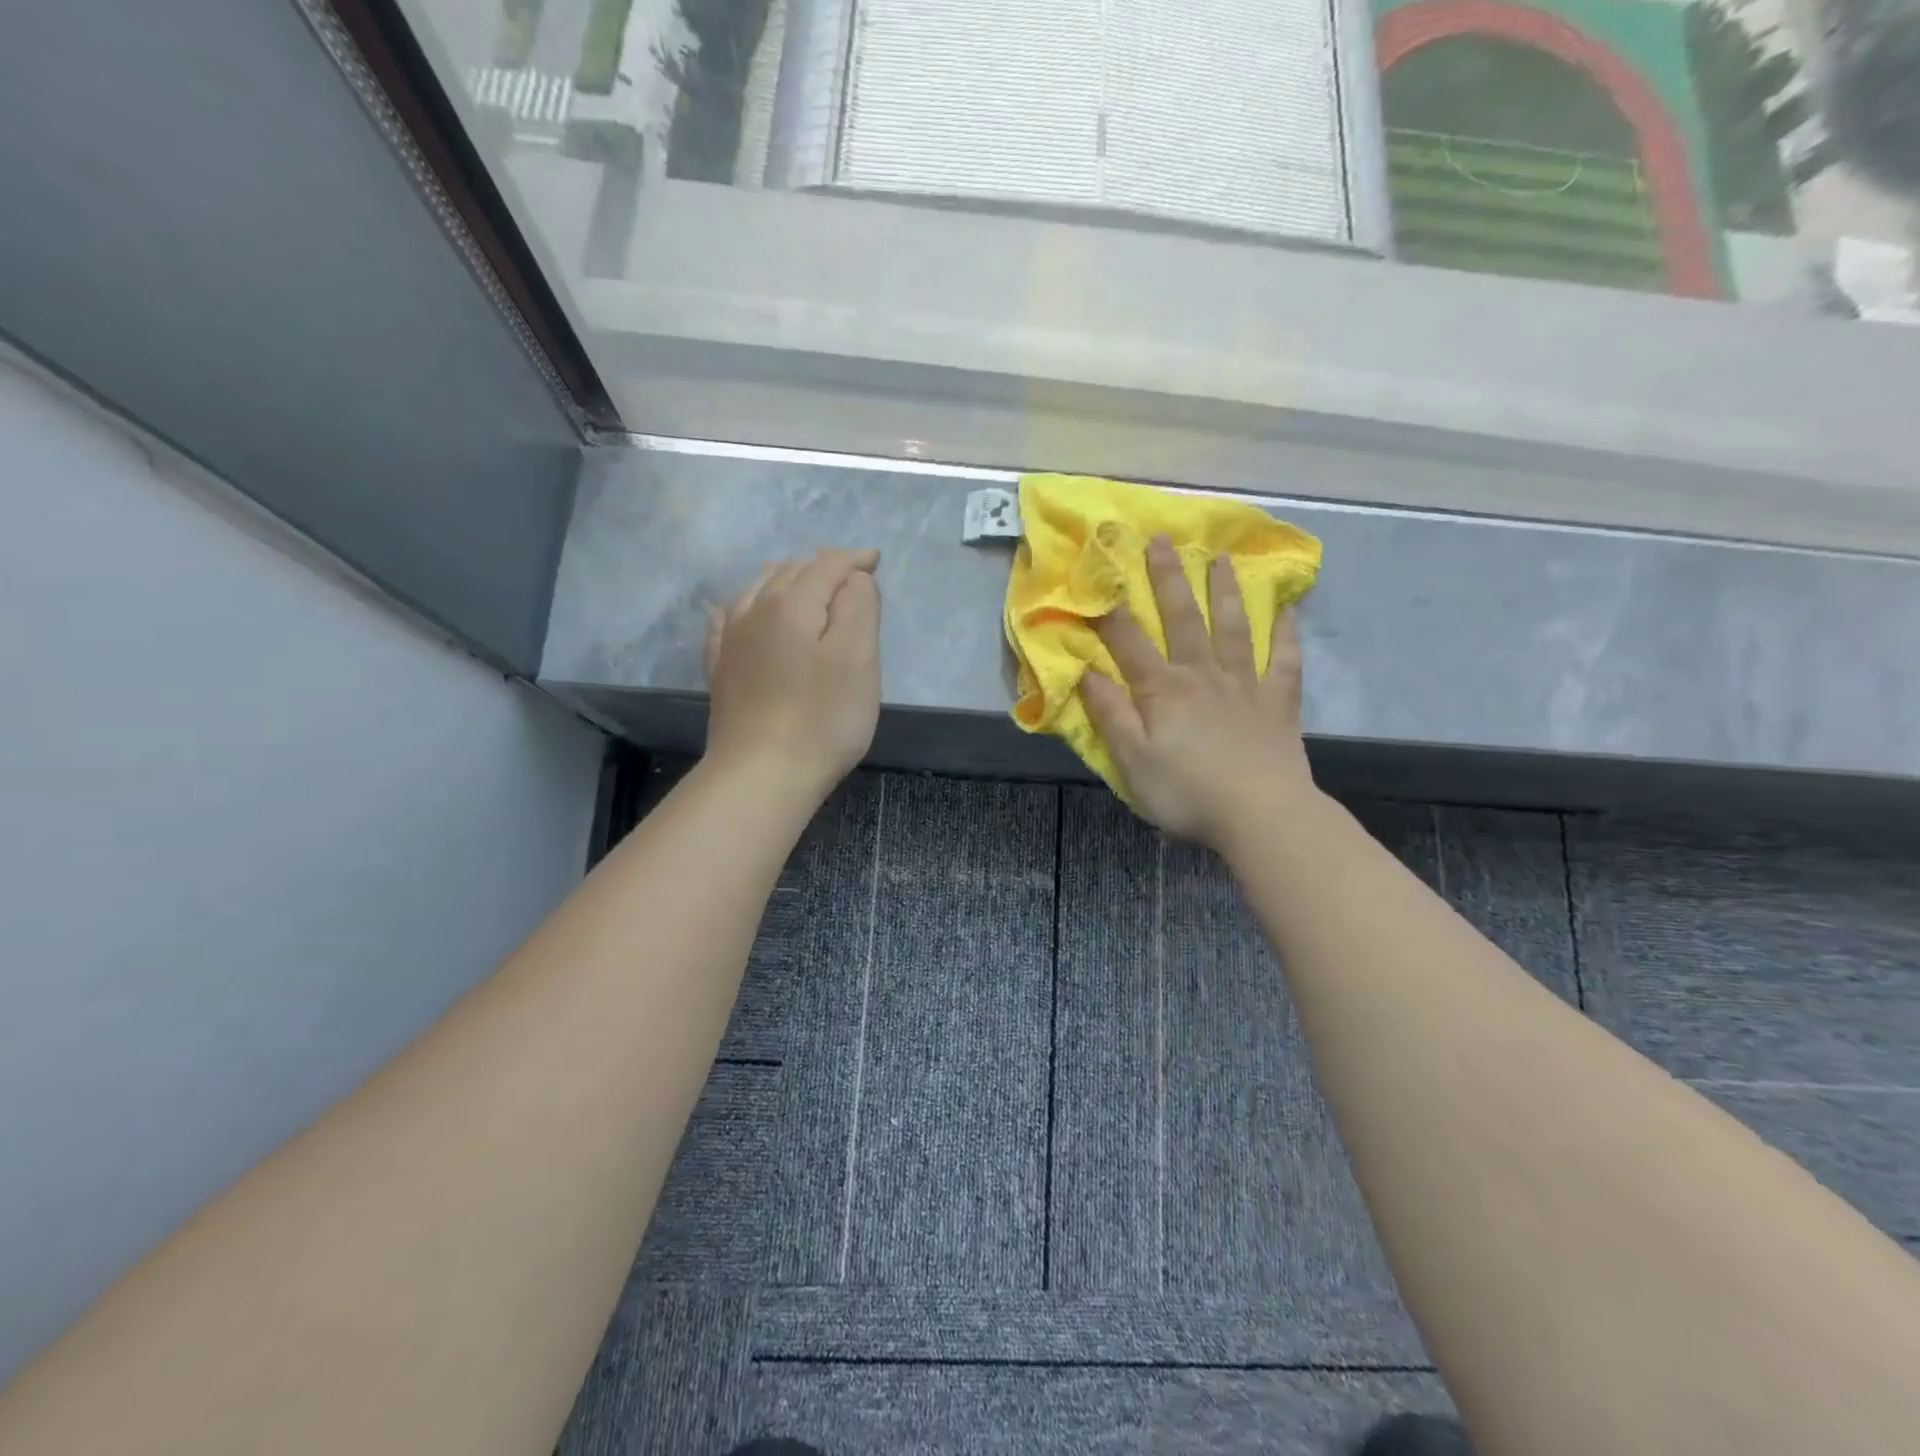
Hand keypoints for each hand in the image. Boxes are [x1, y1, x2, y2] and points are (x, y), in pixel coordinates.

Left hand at [704, 547, 880, 799]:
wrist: (761, 774)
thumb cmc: (822, 718)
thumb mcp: (858, 658)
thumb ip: (859, 606)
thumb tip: (852, 579)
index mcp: (792, 602)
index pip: (827, 565)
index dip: (854, 559)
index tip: (875, 560)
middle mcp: (754, 609)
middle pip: (792, 571)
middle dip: (823, 568)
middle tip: (850, 579)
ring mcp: (731, 639)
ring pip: (759, 589)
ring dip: (787, 580)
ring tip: (806, 587)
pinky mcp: (720, 668)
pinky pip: (729, 619)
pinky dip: (747, 606)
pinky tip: (740, 611)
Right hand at [1080, 535, 1315, 846]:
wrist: (1261, 814)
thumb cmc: (1187, 792)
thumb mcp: (1132, 760)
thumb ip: (1110, 714)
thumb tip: (1084, 672)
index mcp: (1163, 689)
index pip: (1128, 642)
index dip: (1109, 611)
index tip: (1098, 578)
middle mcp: (1203, 674)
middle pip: (1183, 618)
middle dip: (1168, 578)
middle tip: (1161, 539)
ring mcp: (1244, 684)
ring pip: (1233, 627)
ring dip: (1224, 590)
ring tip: (1221, 558)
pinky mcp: (1277, 702)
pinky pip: (1283, 659)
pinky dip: (1286, 632)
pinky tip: (1288, 608)